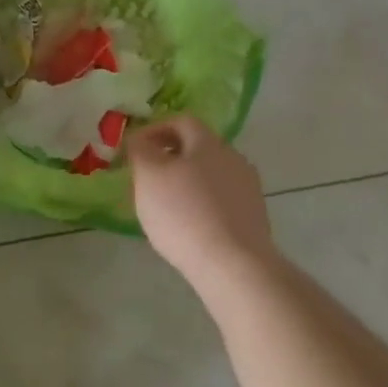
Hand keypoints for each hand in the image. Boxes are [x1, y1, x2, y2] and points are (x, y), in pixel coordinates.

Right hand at [126, 116, 275, 283]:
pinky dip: (201, 204)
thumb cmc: (184, 213)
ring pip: (210, 175)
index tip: (134, 149)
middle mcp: (233, 158)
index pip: (181, 121)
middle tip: (146, 178)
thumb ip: (140, 150)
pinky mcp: (253, 217)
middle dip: (169, 157)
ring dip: (186, 182)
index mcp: (209, 143)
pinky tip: (188, 226)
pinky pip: (220, 200)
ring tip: (164, 205)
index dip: (155, 130)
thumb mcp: (149, 175)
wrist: (234, 265)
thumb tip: (139, 139)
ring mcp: (248, 189)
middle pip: (197, 148)